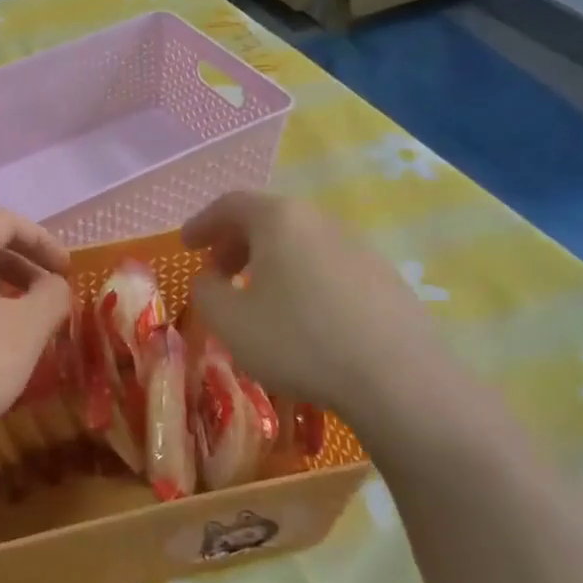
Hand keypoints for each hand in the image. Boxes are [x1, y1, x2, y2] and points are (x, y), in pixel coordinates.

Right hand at [182, 192, 455, 433]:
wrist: (396, 378)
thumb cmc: (298, 340)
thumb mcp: (229, 321)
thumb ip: (205, 292)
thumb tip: (208, 280)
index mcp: (280, 219)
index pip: (231, 204)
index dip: (203, 223)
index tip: (186, 245)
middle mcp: (321, 221)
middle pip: (269, 219)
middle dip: (236, 243)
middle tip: (218, 273)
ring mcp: (358, 247)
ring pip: (301, 243)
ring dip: (271, 262)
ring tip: (259, 297)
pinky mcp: (384, 277)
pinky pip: (329, 266)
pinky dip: (303, 279)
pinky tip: (303, 317)